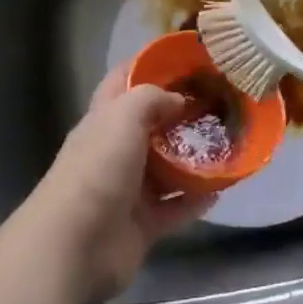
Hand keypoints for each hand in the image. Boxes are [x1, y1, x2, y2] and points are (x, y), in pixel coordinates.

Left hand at [28, 65, 213, 299]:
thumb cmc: (98, 168)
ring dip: (193, 157)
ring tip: (227, 141)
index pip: (123, 80)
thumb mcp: (124, 115)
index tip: (184, 57)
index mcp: (103, 119)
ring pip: (166, 167)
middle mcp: (114, 151)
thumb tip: (178, 101)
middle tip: (218, 100)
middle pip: (150, 125)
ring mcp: (128, 190)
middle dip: (180, 113)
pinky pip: (176, 207)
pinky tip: (222, 187)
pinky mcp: (142, 225)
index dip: (148, 64)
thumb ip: (152, 98)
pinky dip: (196, 199)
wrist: (75, 246)